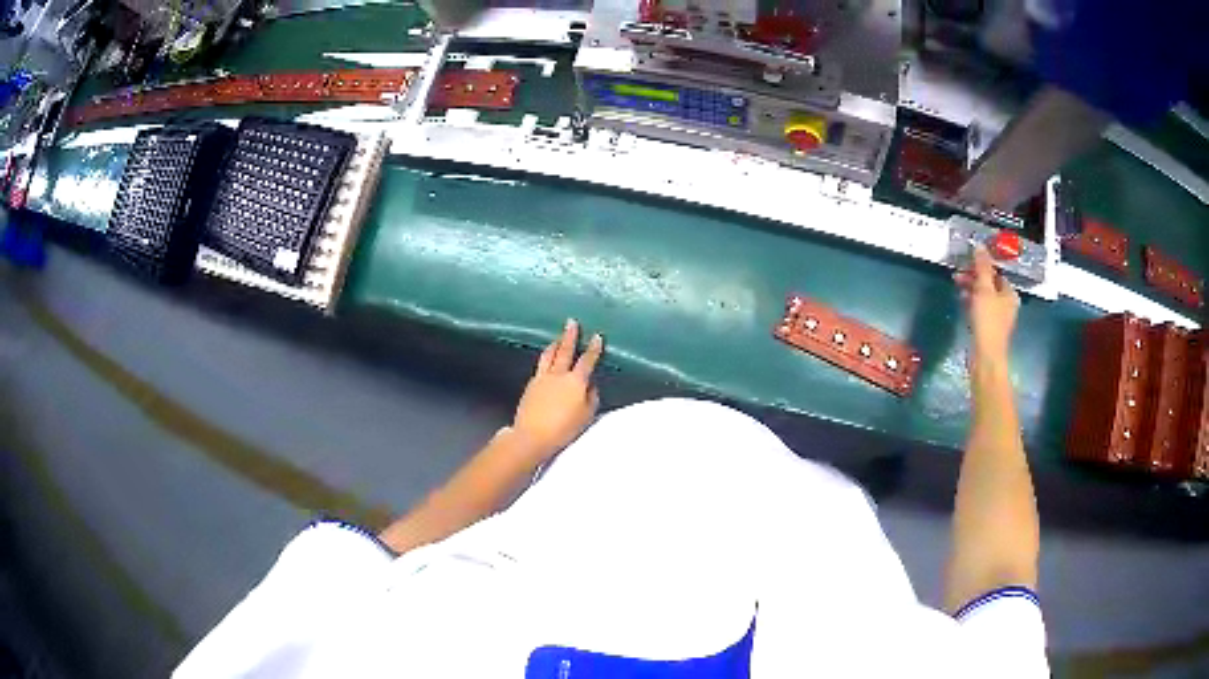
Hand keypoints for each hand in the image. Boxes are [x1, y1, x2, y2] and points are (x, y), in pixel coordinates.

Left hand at [512, 319, 603, 461]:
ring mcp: (542, 378)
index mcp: (575, 381)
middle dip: (570, 336)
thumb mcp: (586, 416)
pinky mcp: (530, 385)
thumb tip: (591, 386)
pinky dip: (545, 358)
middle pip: (565, 351)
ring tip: (557, 338)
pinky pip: (540, 366)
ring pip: (549, 355)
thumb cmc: (564, 428)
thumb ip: (591, 398)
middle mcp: (558, 375)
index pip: (587, 361)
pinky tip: (546, 361)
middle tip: (571, 322)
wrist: (532, 435)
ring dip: (554, 344)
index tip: (597, 336)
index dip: (594, 349)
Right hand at [953, 244, 1019, 362]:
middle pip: (990, 284)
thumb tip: (980, 245)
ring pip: (983, 296)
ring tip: (957, 285)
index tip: (966, 262)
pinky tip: (962, 300)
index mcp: (1010, 293)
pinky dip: (971, 302)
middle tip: (957, 274)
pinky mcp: (988, 328)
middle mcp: (1007, 304)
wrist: (985, 357)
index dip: (981, 265)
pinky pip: (980, 308)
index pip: (996, 272)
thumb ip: (982, 267)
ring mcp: (998, 317)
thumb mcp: (984, 289)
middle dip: (974, 277)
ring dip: (971, 288)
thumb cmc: (988, 321)